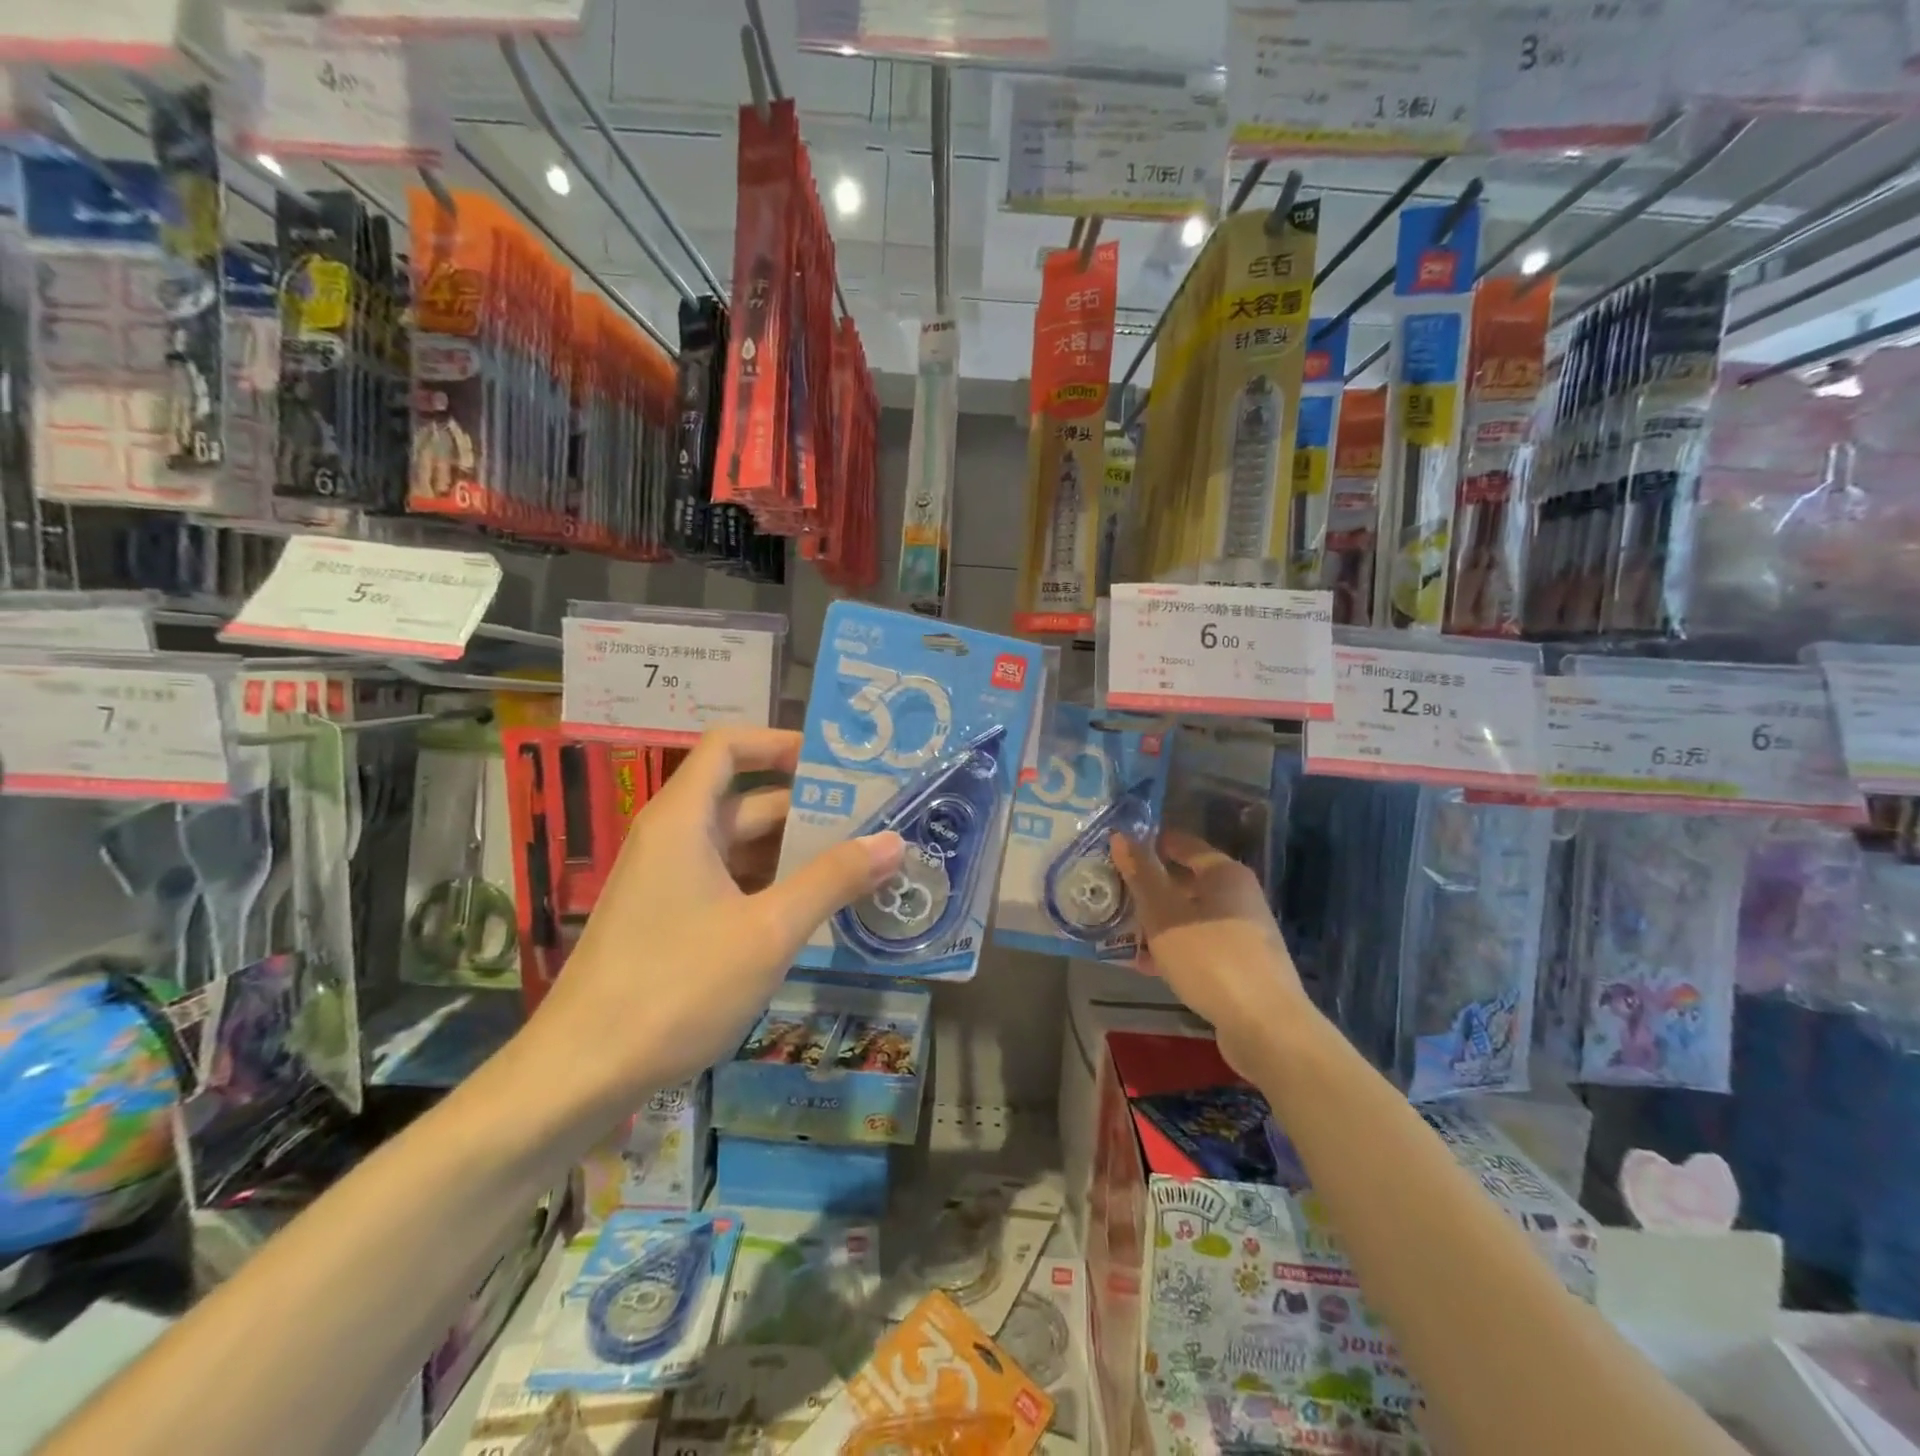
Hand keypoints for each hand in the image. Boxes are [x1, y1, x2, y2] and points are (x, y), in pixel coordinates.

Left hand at [530, 728, 904, 1098]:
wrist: (580, 1074)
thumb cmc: (676, 987)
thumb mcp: (768, 931)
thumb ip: (832, 880)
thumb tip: (892, 840)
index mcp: (684, 820)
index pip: (729, 746)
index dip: (780, 743)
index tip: (834, 764)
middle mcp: (672, 839)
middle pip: (745, 800)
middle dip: (807, 808)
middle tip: (871, 822)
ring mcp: (668, 882)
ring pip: (739, 847)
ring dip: (793, 853)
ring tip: (857, 866)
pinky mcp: (669, 920)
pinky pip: (728, 883)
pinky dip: (770, 887)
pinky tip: (812, 912)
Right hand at [1112, 829, 1316, 1078]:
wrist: (1265, 1026)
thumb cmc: (1209, 957)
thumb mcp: (1163, 913)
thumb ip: (1141, 874)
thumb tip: (1121, 835)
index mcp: (1224, 873)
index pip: (1183, 844)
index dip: (1150, 844)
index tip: (1118, 851)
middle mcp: (1239, 896)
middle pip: (1186, 882)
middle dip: (1150, 889)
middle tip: (1114, 894)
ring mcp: (1244, 932)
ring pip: (1191, 916)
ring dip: (1158, 922)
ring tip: (1123, 933)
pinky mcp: (1243, 964)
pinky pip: (1200, 944)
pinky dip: (1175, 948)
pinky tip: (1149, 966)